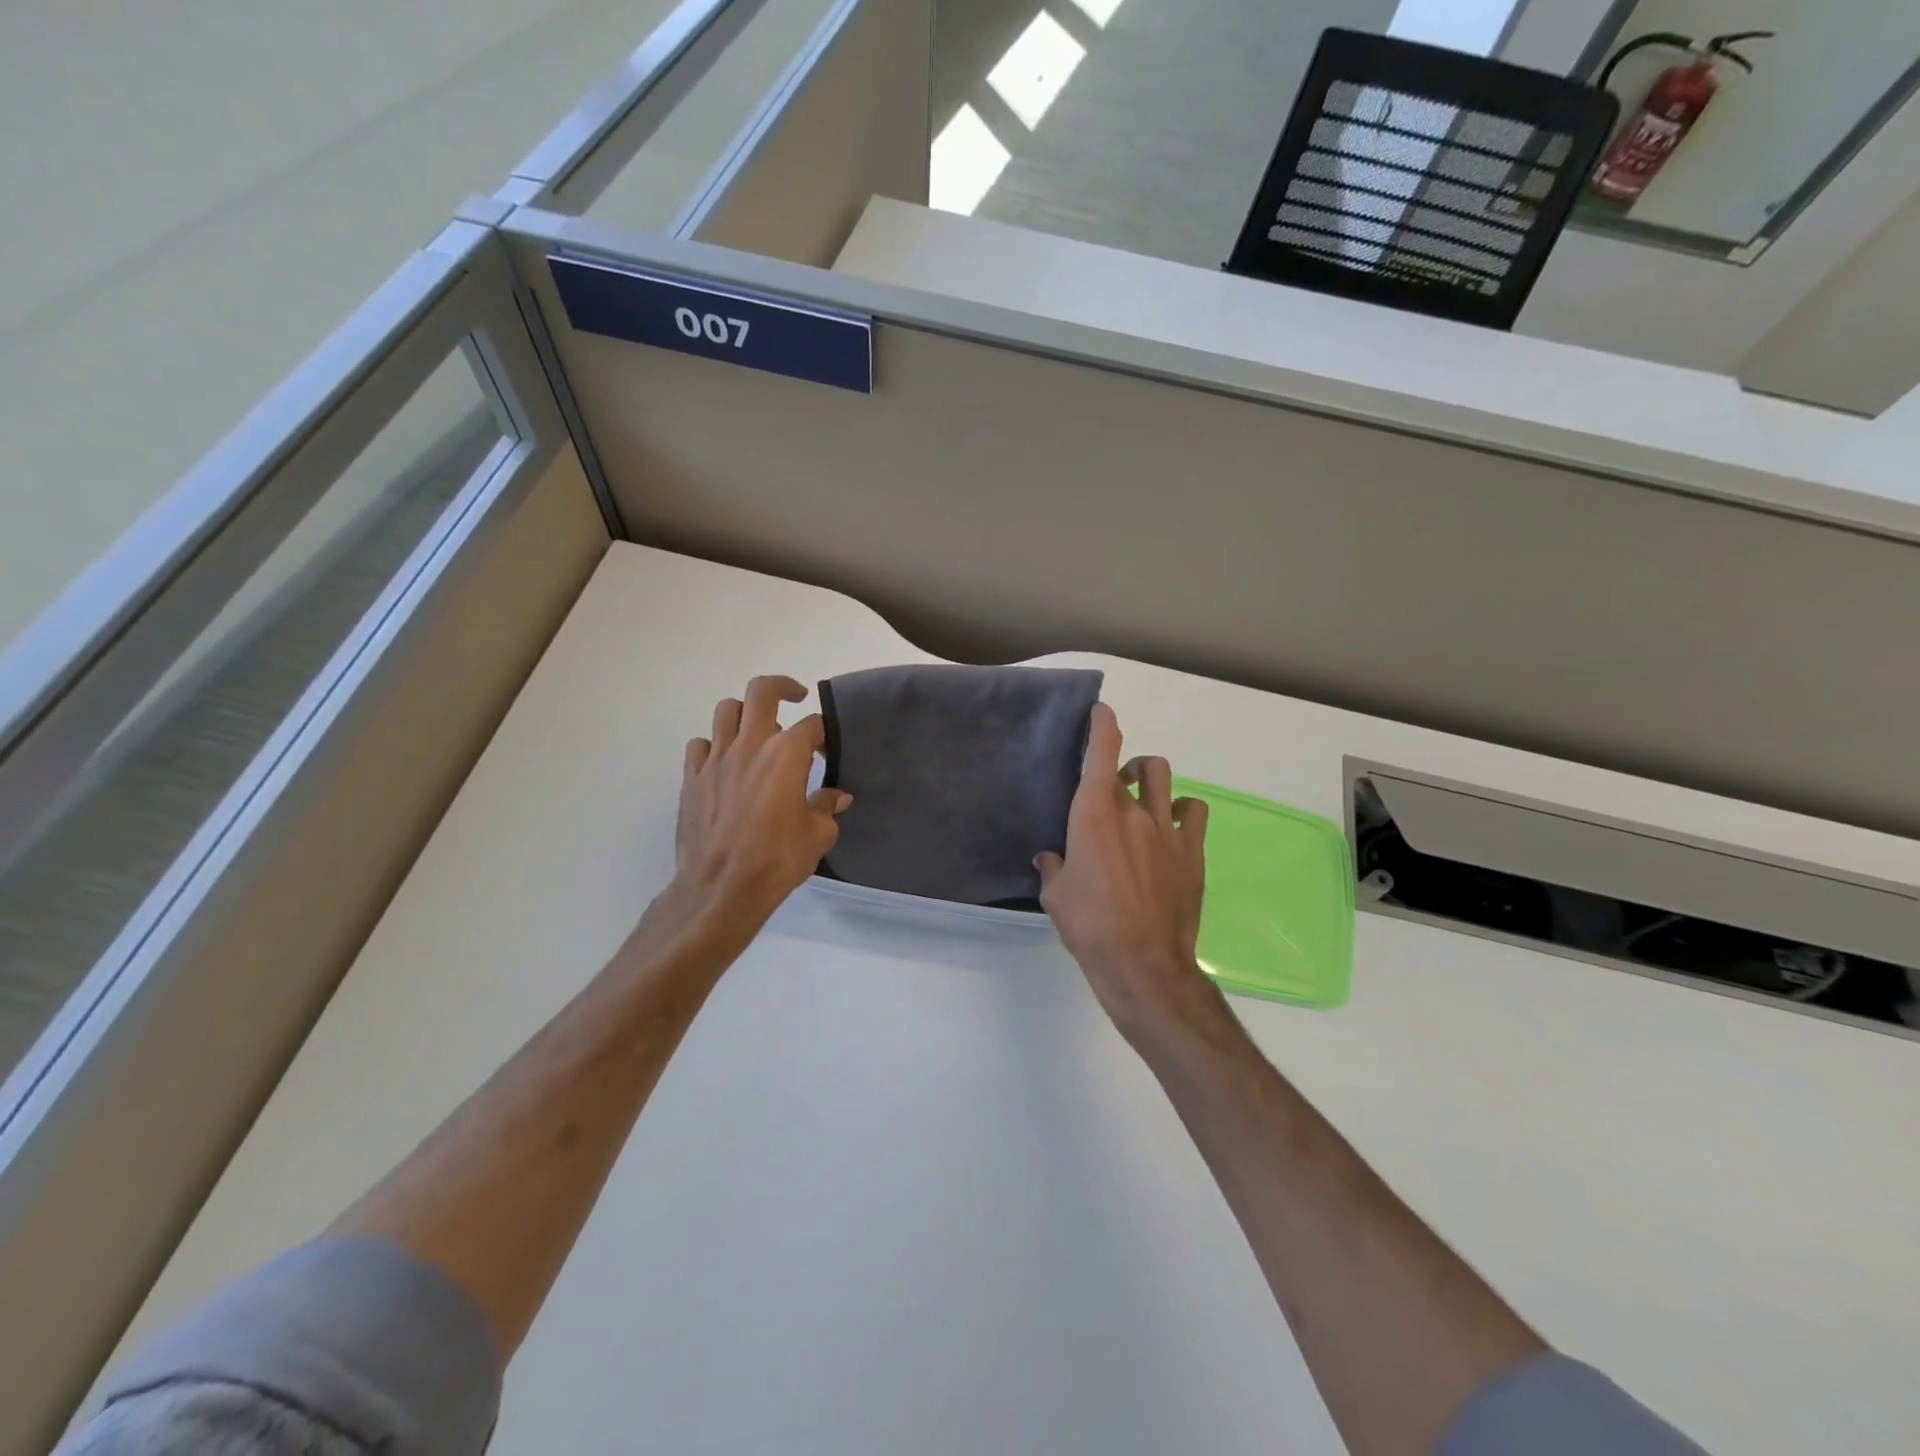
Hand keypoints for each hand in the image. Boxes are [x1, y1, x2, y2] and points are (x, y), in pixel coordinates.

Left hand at [670, 675, 850, 935]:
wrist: (721, 888)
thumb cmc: (777, 860)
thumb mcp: (818, 835)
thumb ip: (828, 807)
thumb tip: (838, 797)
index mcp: (787, 753)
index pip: (812, 724)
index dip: (824, 733)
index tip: (828, 748)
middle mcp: (750, 744)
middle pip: (762, 691)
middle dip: (782, 688)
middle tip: (794, 699)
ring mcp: (716, 758)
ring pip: (726, 710)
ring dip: (745, 714)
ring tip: (757, 733)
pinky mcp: (691, 777)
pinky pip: (700, 745)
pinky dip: (714, 746)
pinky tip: (725, 766)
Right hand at [1036, 703, 1215, 1044]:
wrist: (1142, 963)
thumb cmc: (1089, 926)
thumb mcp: (1056, 896)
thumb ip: (1053, 868)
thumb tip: (1050, 858)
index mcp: (1094, 814)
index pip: (1103, 750)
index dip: (1103, 723)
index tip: (1101, 712)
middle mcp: (1133, 810)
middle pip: (1132, 766)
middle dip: (1121, 769)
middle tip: (1112, 789)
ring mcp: (1168, 828)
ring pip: (1164, 777)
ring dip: (1150, 780)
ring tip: (1143, 799)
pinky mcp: (1192, 850)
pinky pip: (1193, 811)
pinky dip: (1182, 810)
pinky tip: (1173, 827)